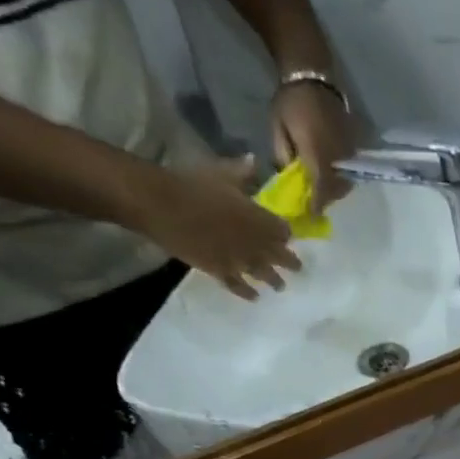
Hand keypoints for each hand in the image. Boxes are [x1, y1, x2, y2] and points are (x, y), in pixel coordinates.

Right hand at [133, 157, 300, 301]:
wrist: (161, 205)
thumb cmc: (192, 184)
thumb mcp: (221, 173)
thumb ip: (242, 172)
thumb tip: (254, 161)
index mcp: (260, 219)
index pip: (283, 230)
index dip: (285, 233)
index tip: (286, 235)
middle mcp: (256, 244)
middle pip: (280, 256)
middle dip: (290, 262)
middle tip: (298, 268)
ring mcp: (239, 261)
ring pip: (264, 275)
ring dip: (274, 281)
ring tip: (280, 286)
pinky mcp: (220, 272)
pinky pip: (239, 286)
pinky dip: (248, 292)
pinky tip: (255, 297)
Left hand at [271, 80, 355, 212]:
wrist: (312, 75)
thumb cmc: (290, 100)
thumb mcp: (278, 129)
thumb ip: (284, 156)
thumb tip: (289, 176)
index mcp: (318, 153)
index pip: (321, 189)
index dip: (317, 205)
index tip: (311, 216)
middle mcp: (338, 156)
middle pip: (336, 188)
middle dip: (326, 198)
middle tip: (314, 202)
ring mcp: (349, 151)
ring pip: (346, 180)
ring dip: (334, 188)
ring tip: (321, 188)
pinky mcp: (354, 145)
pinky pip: (350, 168)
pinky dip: (340, 175)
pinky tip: (330, 172)